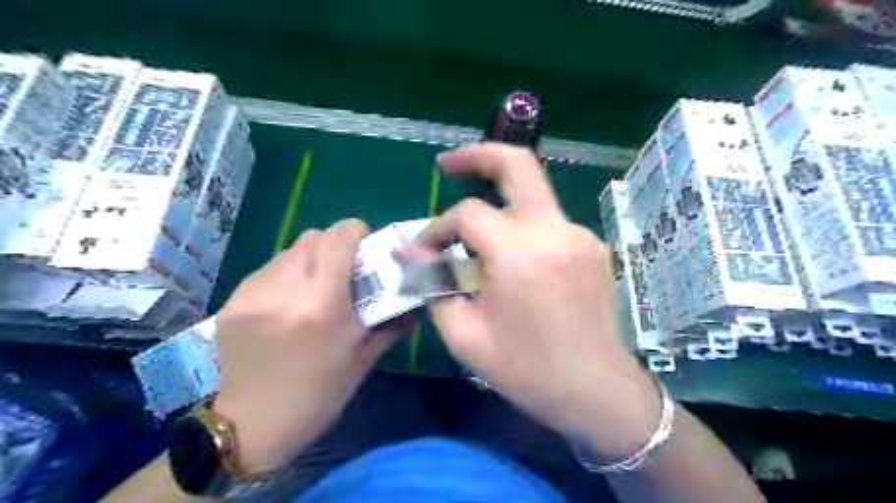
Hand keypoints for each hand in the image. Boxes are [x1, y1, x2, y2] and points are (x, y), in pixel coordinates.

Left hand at [213, 219, 393, 471]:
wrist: (249, 426)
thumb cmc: (317, 396)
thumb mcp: (362, 361)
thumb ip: (391, 323)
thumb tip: (416, 300)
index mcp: (321, 304)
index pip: (338, 238)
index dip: (356, 232)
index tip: (366, 247)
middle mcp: (284, 289)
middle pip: (313, 237)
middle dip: (335, 245)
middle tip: (345, 270)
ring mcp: (253, 293)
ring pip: (289, 251)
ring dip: (310, 260)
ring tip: (315, 288)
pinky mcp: (232, 300)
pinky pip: (268, 270)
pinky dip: (287, 276)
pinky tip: (289, 304)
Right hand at [403, 141, 660, 459]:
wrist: (596, 389)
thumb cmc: (527, 370)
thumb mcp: (465, 336)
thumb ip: (434, 285)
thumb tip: (412, 254)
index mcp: (520, 254)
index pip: (468, 214)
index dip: (437, 228)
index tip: (423, 250)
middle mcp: (554, 231)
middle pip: (518, 164)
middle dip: (478, 155)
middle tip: (449, 163)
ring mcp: (579, 235)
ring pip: (532, 195)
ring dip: (499, 201)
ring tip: (473, 231)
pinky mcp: (591, 246)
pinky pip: (547, 221)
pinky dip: (520, 226)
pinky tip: (509, 256)